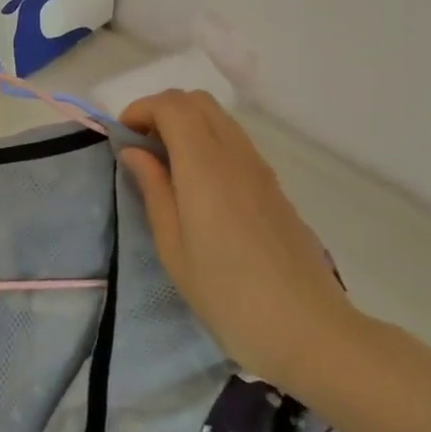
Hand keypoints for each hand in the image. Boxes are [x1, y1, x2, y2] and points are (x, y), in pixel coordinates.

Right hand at [119, 90, 363, 396]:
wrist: (308, 330)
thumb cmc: (227, 294)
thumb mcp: (173, 246)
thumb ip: (153, 189)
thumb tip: (135, 151)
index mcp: (205, 166)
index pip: (172, 105)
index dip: (140, 109)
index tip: (122, 140)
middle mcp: (235, 155)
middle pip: (197, 101)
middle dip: (162, 111)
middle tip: (141, 148)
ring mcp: (260, 169)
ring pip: (219, 119)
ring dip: (186, 126)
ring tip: (165, 167)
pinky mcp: (274, 187)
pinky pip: (235, 143)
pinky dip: (207, 143)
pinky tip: (198, 187)